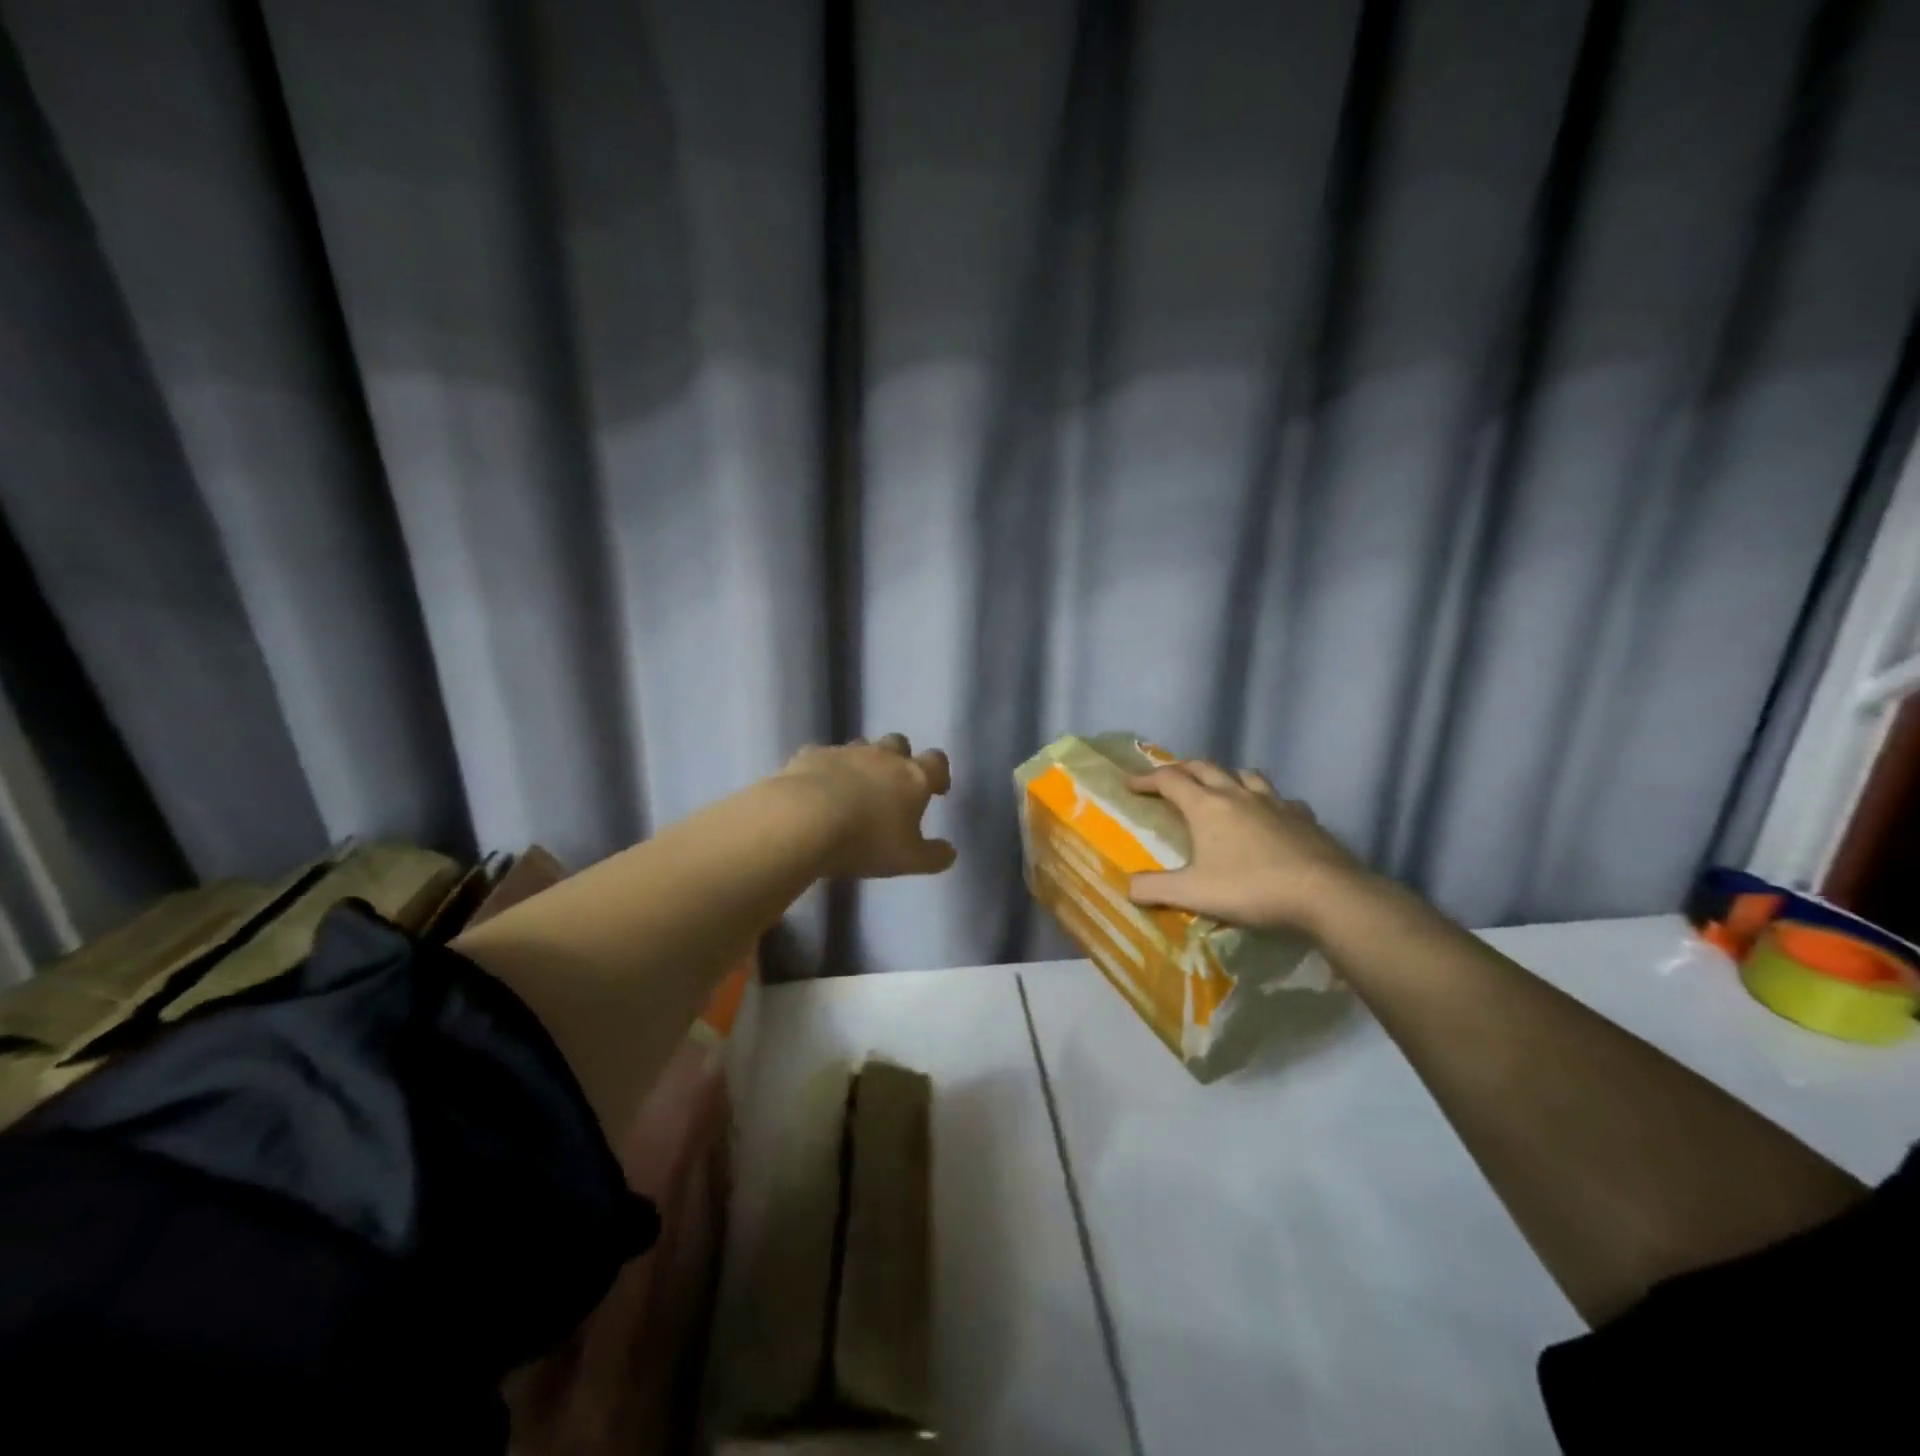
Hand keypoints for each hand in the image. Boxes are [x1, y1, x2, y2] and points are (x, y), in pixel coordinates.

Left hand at [780, 733, 956, 878]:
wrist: (803, 820)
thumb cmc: (866, 840)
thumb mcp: (907, 859)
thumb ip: (933, 856)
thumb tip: (950, 852)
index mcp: (913, 777)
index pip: (936, 762)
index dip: (939, 773)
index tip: (936, 790)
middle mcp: (882, 757)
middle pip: (898, 743)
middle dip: (900, 759)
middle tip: (893, 785)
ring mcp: (844, 752)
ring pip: (860, 745)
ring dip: (863, 762)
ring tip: (854, 788)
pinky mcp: (809, 756)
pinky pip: (822, 756)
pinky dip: (824, 768)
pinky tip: (816, 788)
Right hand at [1125, 760, 1366, 933]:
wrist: (1324, 893)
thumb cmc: (1251, 888)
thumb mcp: (1194, 894)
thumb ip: (1155, 890)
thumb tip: (1126, 888)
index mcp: (1206, 806)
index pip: (1169, 780)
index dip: (1146, 779)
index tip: (1129, 784)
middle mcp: (1237, 794)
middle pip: (1204, 767)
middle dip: (1181, 769)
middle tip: (1169, 778)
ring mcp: (1274, 802)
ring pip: (1244, 774)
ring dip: (1225, 776)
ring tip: (1219, 787)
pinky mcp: (1302, 816)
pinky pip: (1280, 798)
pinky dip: (1267, 800)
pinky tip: (1270, 813)